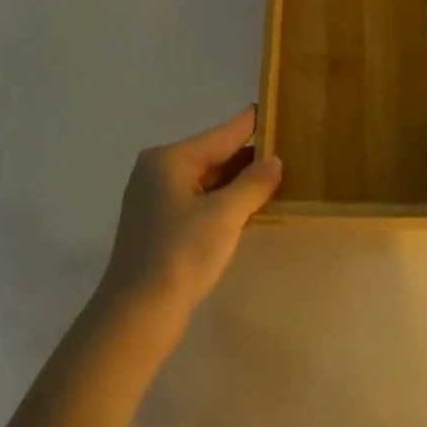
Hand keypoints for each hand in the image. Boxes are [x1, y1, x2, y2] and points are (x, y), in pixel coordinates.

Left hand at [101, 107, 281, 319]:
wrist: (136, 317)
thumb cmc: (180, 255)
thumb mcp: (225, 215)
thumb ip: (253, 183)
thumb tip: (274, 161)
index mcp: (170, 159)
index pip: (222, 134)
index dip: (252, 124)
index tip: (278, 109)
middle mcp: (159, 171)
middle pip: (214, 155)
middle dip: (249, 157)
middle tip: (289, 149)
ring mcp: (156, 200)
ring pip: (208, 181)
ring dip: (239, 182)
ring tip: (278, 176)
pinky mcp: (160, 226)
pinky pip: (200, 201)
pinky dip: (224, 202)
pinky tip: (250, 207)